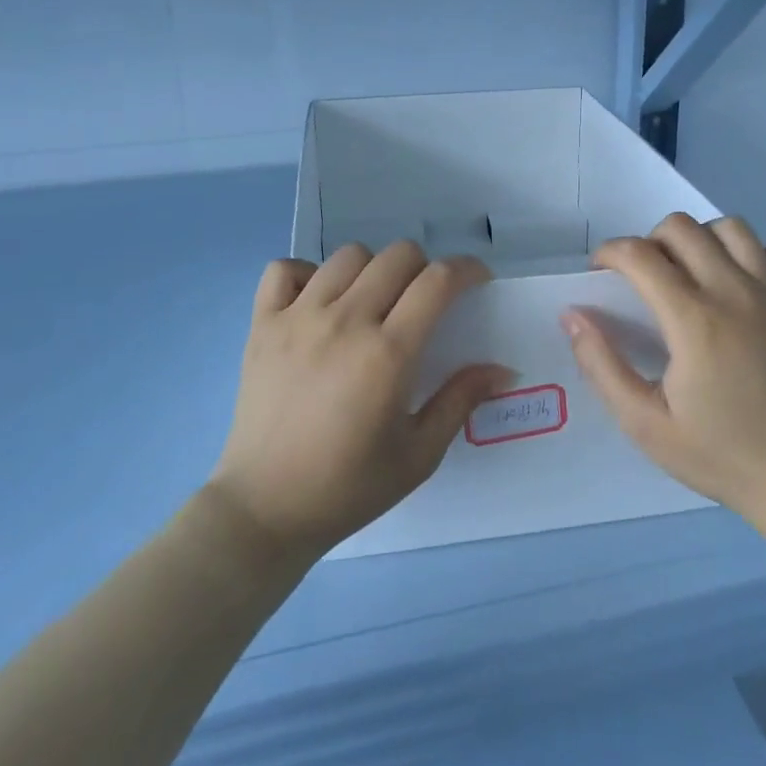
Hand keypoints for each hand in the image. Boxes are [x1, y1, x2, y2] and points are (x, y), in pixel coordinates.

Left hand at [207, 242, 513, 560]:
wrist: (264, 510)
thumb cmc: (348, 487)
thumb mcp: (418, 455)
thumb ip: (461, 401)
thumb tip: (503, 368)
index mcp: (387, 353)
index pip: (437, 281)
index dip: (467, 270)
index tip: (477, 280)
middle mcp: (344, 321)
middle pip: (397, 256)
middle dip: (424, 268)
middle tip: (425, 300)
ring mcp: (298, 317)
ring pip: (348, 255)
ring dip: (373, 269)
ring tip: (373, 301)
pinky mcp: (262, 323)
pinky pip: (285, 269)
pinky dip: (307, 275)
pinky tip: (318, 303)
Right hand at [562, 213, 765, 523]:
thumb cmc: (719, 455)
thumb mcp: (643, 423)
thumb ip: (601, 365)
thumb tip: (573, 315)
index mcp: (693, 319)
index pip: (639, 254)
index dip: (610, 253)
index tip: (600, 274)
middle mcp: (735, 293)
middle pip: (683, 228)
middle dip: (650, 241)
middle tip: (644, 278)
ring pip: (736, 229)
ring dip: (704, 238)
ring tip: (693, 270)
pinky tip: (765, 266)